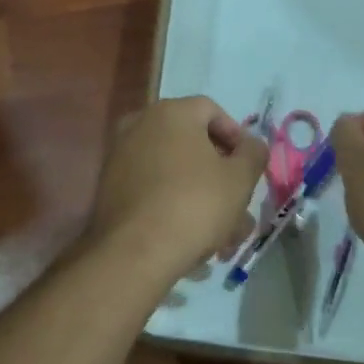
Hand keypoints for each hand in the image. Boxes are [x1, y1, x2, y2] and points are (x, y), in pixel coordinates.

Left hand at [88, 96, 268, 280]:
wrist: (135, 252)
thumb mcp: (240, 179)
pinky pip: (153, 188)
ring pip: (175, 171)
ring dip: (202, 197)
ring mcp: (120, 156)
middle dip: (221, 176)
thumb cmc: (195, 204)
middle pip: (192, 144)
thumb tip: (251, 145)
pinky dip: (174, 205)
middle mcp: (140, 124)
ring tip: (223, 236)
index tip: (249, 168)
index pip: (212, 111)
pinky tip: (192, 238)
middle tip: (240, 206)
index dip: (237, 137)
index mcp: (171, 112)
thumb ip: (253, 154)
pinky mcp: (110, 187)